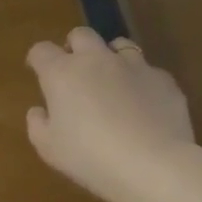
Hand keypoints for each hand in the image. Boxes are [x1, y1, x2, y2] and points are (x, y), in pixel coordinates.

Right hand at [25, 27, 193, 201]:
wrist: (154, 166)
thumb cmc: (91, 158)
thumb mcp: (50, 149)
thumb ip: (38, 125)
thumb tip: (39, 110)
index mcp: (62, 73)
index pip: (42, 50)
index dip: (38, 59)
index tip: (39, 70)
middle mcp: (97, 59)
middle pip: (81, 35)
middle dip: (75, 47)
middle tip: (75, 71)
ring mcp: (133, 66)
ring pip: (119, 45)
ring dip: (111, 57)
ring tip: (114, 82)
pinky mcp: (163, 79)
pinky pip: (148, 72)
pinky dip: (142, 83)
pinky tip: (145, 106)